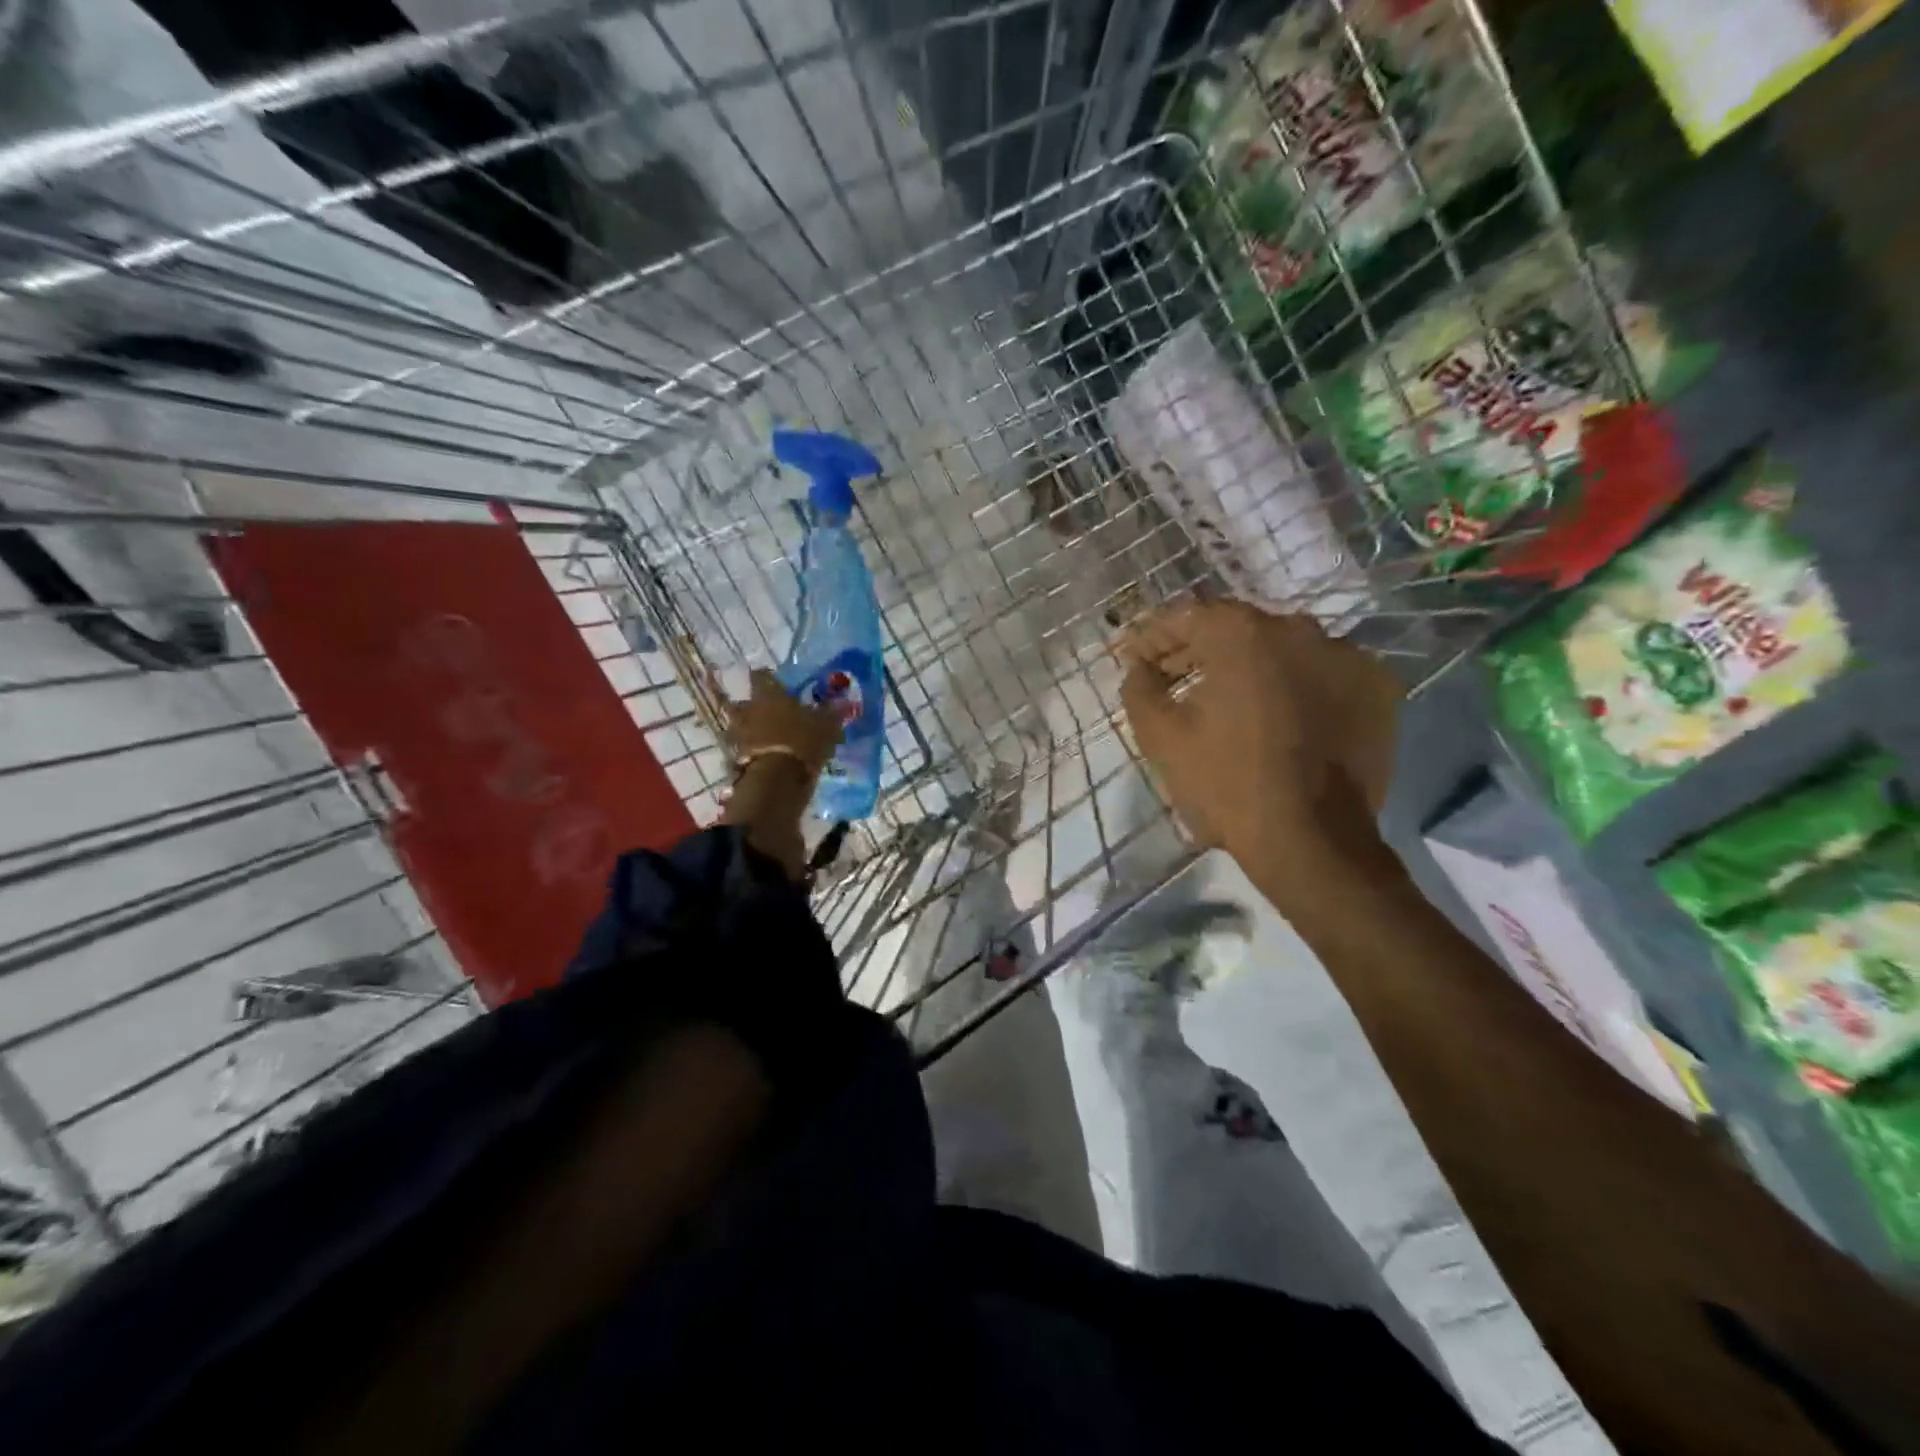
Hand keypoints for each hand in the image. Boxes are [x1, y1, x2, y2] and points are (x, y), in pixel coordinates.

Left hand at [717, 669, 841, 878]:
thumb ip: (833, 713)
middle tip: (774, 714)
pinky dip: (753, 752)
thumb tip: (845, 702)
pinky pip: (744, 750)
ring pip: (742, 726)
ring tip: (771, 739)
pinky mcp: (736, 759)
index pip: (762, 675)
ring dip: (752, 731)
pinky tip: (768, 758)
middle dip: (757, 707)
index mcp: (767, 694)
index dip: (771, 679)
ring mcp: (738, 735)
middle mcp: (748, 709)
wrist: (776, 782)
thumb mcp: (826, 726)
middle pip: (746, 702)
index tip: (780, 685)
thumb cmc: (802, 741)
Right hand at [1118, 600, 1401, 886]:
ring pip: (1285, 651)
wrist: (1312, 842)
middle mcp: (1301, 630)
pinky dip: (1298, 686)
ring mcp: (1347, 657)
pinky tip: (1282, 716)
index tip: (1136, 658)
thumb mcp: (1162, 737)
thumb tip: (1139, 668)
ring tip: (1229, 700)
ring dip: (1252, 667)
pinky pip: (1324, 675)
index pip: (1188, 617)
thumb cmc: (1227, 784)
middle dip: (1200, 650)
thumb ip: (1140, 690)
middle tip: (1173, 677)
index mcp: (1244, 635)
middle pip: (1239, 629)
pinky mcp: (1377, 690)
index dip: (1156, 637)